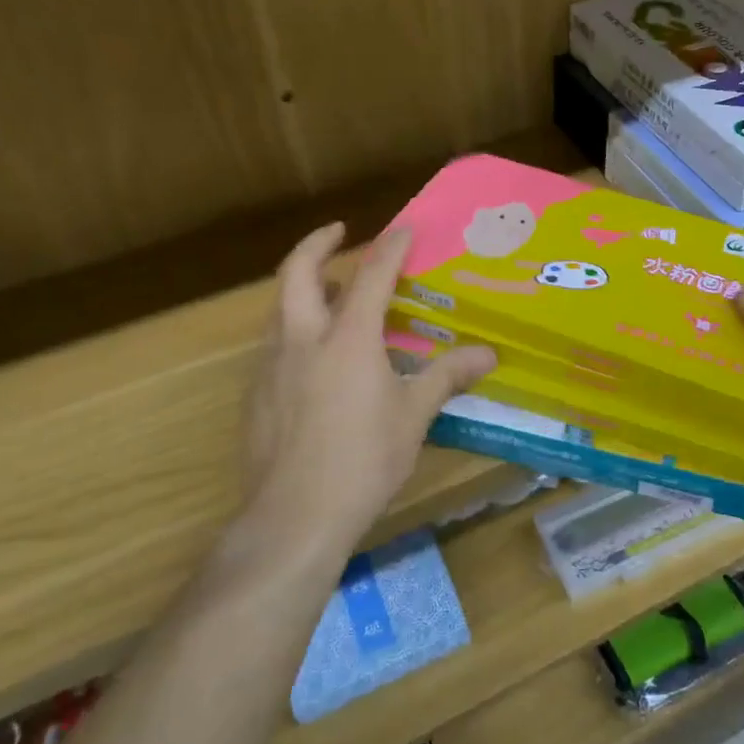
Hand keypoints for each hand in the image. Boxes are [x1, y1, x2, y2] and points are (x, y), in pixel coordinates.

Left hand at [232, 223, 494, 566]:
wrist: (294, 517)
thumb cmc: (363, 461)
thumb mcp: (413, 417)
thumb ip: (447, 377)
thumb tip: (487, 354)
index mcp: (347, 339)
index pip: (371, 276)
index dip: (390, 247)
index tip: (403, 227)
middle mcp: (303, 340)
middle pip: (298, 273)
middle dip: (317, 244)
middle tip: (338, 233)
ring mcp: (271, 366)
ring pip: (280, 307)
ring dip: (303, 286)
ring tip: (329, 289)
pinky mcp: (256, 394)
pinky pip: (274, 344)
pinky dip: (294, 327)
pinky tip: (314, 356)